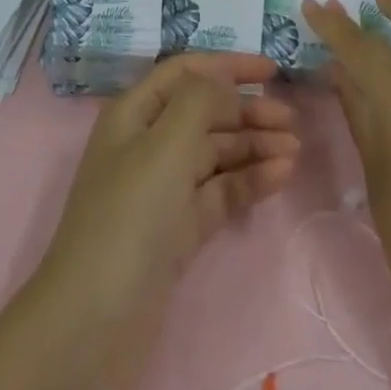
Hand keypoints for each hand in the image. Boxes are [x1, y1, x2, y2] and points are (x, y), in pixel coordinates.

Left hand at [39, 52, 299, 387]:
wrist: (95, 324)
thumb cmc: (129, 217)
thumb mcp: (165, 145)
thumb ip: (200, 100)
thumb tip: (225, 81)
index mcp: (135, 113)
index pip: (186, 72)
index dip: (227, 65)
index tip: (273, 70)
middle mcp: (148, 144)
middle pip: (206, 112)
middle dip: (247, 111)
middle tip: (292, 120)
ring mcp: (164, 189)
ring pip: (217, 153)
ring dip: (254, 146)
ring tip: (295, 150)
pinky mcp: (179, 229)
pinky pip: (220, 192)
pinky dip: (249, 181)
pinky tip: (281, 177)